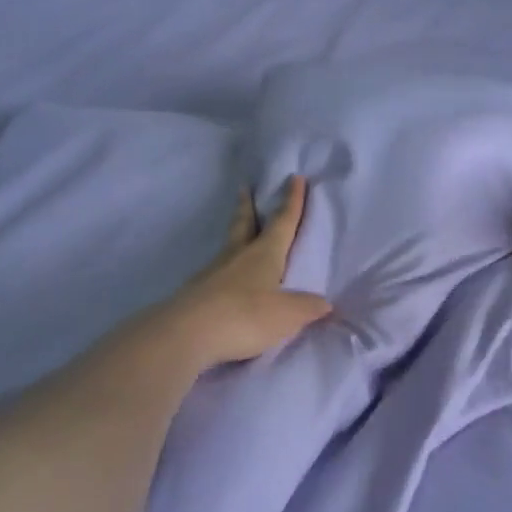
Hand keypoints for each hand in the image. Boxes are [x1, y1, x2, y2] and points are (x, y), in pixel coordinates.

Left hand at [159, 175, 333, 370]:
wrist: (187, 333)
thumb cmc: (245, 315)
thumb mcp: (287, 315)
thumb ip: (307, 307)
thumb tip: (324, 302)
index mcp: (265, 253)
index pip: (283, 221)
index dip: (292, 201)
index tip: (294, 177)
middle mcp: (238, 255)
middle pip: (245, 224)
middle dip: (248, 206)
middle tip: (244, 188)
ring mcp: (213, 273)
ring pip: (229, 246)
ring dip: (236, 235)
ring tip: (240, 233)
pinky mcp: (197, 293)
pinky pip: (217, 273)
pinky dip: (226, 269)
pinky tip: (227, 279)